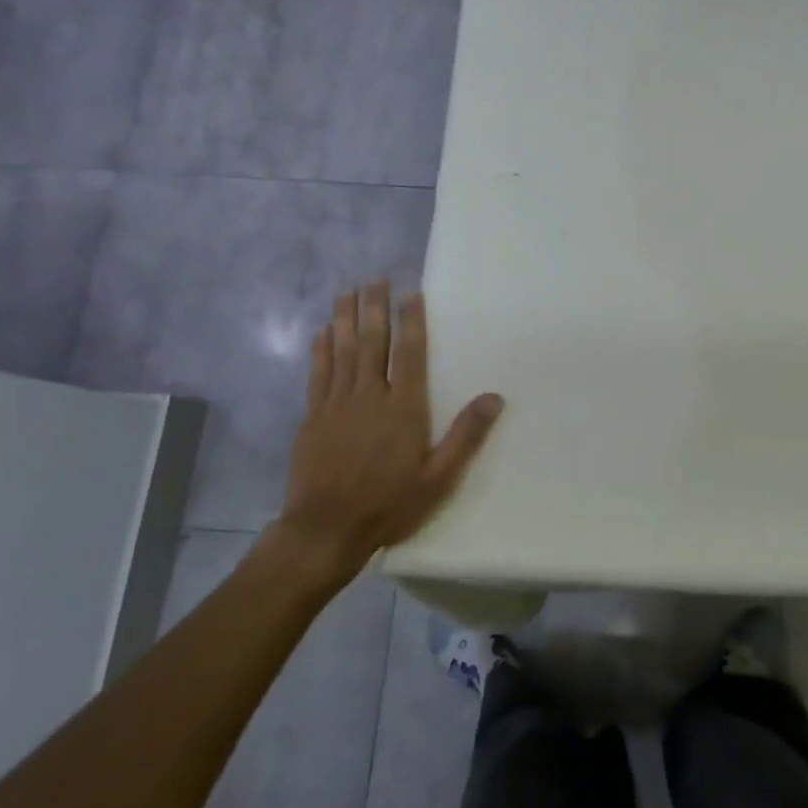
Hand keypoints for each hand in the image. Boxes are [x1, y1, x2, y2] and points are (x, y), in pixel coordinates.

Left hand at [267, 280, 503, 588]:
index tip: (410, 293)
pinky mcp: (313, 416)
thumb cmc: (390, 503)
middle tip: (375, 279)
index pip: (410, 354)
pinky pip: (318, 373)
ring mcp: (337, 404)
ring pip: (342, 351)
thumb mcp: (439, 477)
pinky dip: (321, 349)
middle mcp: (370, 397)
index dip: (411, 322)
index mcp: (404, 409)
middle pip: (373, 343)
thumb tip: (494, 397)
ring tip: (347, 291)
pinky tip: (323, 331)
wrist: (326, 529)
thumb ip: (466, 435)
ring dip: (345, 319)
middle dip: (374, 308)